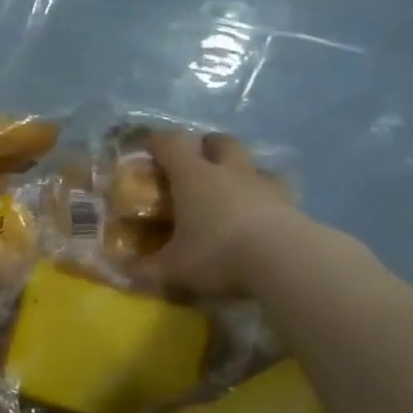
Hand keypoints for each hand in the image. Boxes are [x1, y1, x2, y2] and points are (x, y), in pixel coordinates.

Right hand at [144, 130, 302, 296]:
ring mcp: (264, 185)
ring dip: (239, 169)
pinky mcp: (291, 204)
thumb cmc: (217, 253)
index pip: (172, 143)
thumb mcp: (173, 268)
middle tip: (195, 162)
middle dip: (206, 146)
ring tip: (231, 190)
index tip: (148, 148)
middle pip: (219, 141)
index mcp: (193, 176)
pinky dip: (264, 196)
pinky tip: (260, 214)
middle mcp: (229, 172)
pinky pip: (276, 190)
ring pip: (251, 163)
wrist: (286, 260)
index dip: (157, 142)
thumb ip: (145, 269)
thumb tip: (121, 271)